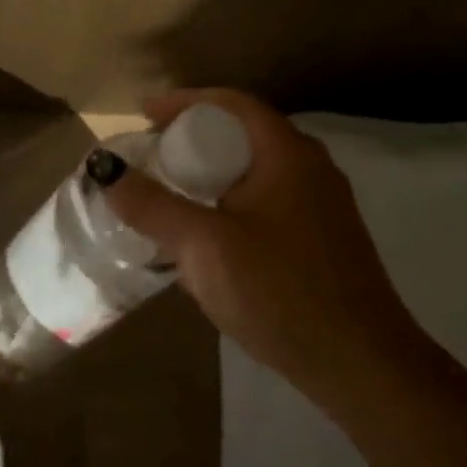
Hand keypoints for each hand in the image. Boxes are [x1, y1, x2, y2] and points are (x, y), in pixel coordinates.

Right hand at [99, 89, 421, 412]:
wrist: (362, 364)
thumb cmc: (281, 292)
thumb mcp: (205, 246)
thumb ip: (152, 205)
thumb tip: (105, 168)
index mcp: (287, 153)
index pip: (231, 103)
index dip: (184, 101)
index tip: (144, 113)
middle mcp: (310, 167)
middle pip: (243, 133)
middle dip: (194, 138)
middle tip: (152, 153)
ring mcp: (322, 204)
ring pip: (255, 170)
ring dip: (212, 173)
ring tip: (172, 190)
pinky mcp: (323, 239)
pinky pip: (267, 200)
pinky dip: (231, 200)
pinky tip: (209, 235)